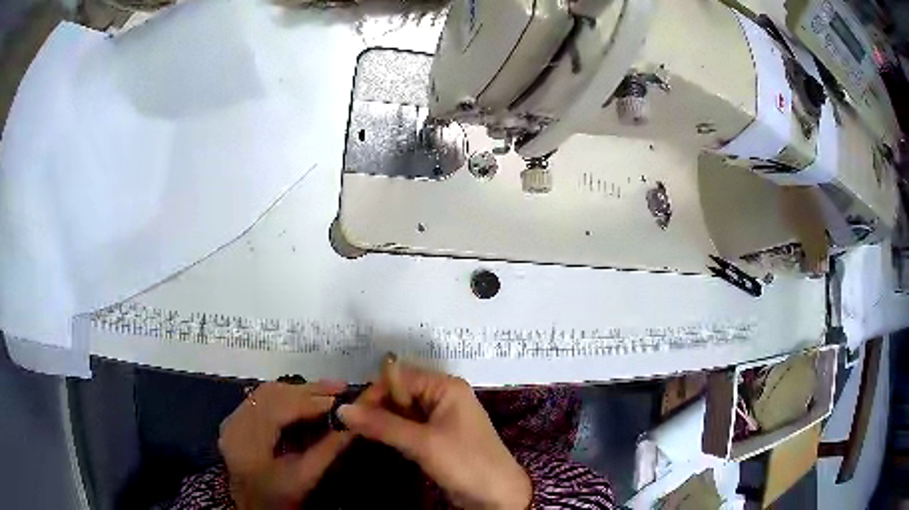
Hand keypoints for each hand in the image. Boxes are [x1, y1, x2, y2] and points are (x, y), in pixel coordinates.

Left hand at [218, 381, 350, 509]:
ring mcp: (232, 420)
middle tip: (338, 387)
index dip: (309, 402)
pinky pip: (260, 399)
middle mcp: (234, 424)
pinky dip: (285, 396)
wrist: (253, 505)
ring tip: (326, 390)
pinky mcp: (235, 420)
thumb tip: (352, 425)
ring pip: (265, 393)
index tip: (340, 399)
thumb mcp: (306, 477)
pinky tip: (304, 397)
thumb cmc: (280, 496)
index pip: (278, 410)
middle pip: (271, 395)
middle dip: (306, 390)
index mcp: (248, 443)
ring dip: (297, 390)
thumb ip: (328, 450)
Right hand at [338, 365, 531, 509]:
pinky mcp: (438, 436)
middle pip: (400, 393)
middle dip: (378, 408)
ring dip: (384, 422)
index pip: (400, 377)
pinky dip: (395, 433)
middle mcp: (443, 396)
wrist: (497, 495)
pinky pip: (410, 427)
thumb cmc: (465, 462)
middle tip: (353, 427)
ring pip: (403, 411)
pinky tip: (383, 442)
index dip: (374, 392)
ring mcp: (442, 417)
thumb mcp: (422, 443)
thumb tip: (342, 410)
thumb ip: (382, 425)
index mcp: (445, 387)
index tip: (351, 414)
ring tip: (362, 434)